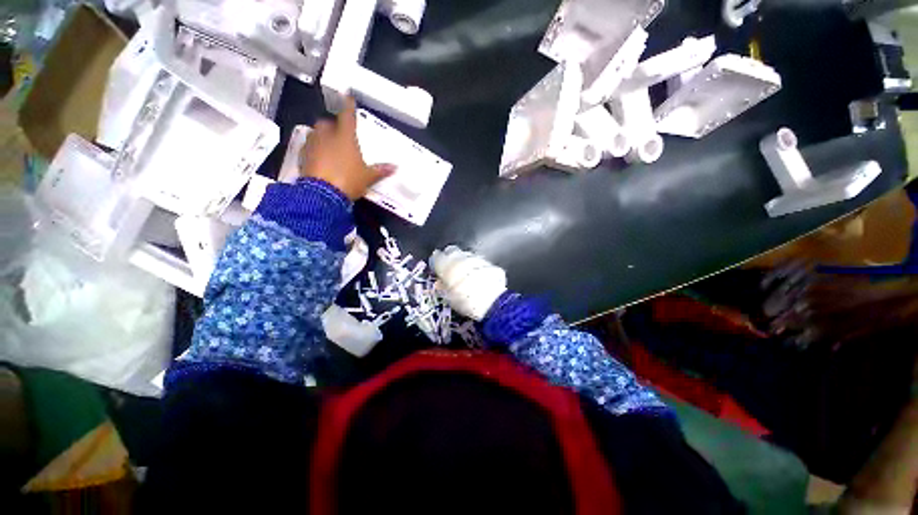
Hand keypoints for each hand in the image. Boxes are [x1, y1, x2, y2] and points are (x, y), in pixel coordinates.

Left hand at [300, 97, 394, 199]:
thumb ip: (380, 170)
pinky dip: (314, 150)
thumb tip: (394, 167)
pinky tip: (320, 160)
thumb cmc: (348, 180)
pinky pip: (308, 147)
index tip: (348, 96)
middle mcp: (327, 136)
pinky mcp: (302, 156)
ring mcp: (313, 145)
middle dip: (332, 126)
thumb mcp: (368, 177)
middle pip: (327, 123)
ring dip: (322, 137)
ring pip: (316, 133)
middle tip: (339, 135)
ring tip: (329, 147)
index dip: (349, 105)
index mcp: (345, 137)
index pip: (347, 116)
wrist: (323, 194)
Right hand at [430, 246, 506, 320]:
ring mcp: (477, 258)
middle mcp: (461, 257)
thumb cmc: (465, 300)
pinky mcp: (490, 264)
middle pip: (452, 251)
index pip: (437, 257)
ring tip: (465, 275)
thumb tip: (440, 283)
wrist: (492, 302)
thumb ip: (443, 287)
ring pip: (467, 256)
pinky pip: (480, 263)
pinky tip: (478, 277)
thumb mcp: (449, 298)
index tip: (437, 268)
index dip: (436, 262)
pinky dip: (477, 268)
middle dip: (450, 258)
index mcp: (447, 264)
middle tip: (450, 269)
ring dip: (464, 262)